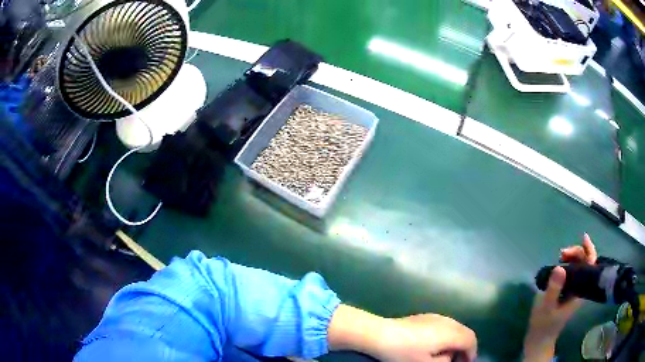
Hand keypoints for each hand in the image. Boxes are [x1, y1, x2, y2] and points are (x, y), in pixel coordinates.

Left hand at [328, 305, 476, 361]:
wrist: (380, 334)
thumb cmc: (404, 353)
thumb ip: (444, 361)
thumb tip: (450, 357)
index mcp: (450, 333)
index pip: (470, 340)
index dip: (471, 353)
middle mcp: (447, 321)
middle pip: (465, 332)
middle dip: (465, 346)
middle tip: (458, 360)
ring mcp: (436, 316)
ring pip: (455, 327)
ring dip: (456, 340)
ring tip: (447, 353)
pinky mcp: (425, 316)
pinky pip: (445, 324)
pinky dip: (447, 334)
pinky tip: (435, 344)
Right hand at [523, 234, 596, 361]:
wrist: (539, 340)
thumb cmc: (543, 325)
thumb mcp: (546, 308)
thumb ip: (554, 288)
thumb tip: (560, 267)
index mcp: (580, 292)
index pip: (591, 265)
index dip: (589, 249)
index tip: (583, 238)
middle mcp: (581, 288)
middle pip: (585, 263)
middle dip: (576, 253)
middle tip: (561, 253)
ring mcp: (574, 290)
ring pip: (579, 266)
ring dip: (571, 258)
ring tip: (558, 257)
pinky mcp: (568, 292)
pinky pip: (573, 272)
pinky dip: (567, 265)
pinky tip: (559, 266)